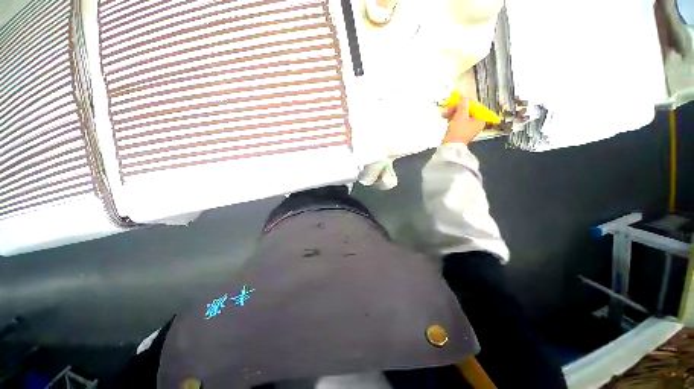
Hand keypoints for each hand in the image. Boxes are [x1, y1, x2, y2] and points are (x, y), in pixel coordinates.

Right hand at [441, 98, 484, 144]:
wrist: (450, 146)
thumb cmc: (457, 133)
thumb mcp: (461, 116)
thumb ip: (463, 105)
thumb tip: (464, 97)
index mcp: (480, 119)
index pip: (475, 105)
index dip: (467, 101)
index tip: (459, 98)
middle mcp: (476, 122)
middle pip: (468, 110)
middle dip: (457, 107)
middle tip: (450, 106)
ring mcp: (468, 127)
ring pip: (461, 115)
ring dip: (452, 112)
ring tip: (445, 113)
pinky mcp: (461, 130)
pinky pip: (457, 120)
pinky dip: (452, 118)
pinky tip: (446, 117)